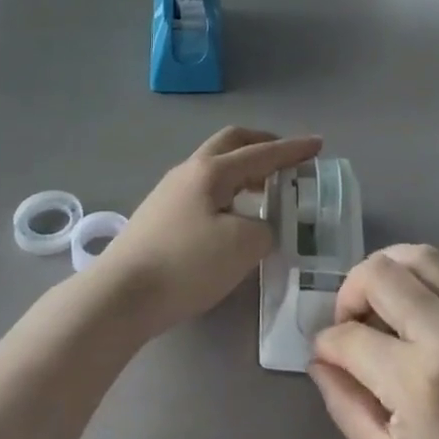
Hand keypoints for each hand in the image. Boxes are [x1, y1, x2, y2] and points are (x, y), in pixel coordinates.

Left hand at [99, 127, 320, 336]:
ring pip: (215, 167)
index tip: (318, 144)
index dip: (292, 150)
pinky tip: (232, 216)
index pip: (261, 153)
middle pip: (230, 143)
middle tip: (287, 159)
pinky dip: (227, 191)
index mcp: (212, 171)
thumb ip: (264, 229)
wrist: (121, 295)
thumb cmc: (186, 264)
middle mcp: (189, 170)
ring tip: (265, 191)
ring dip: (243, 170)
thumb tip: (259, 227)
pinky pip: (203, 189)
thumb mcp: (242, 247)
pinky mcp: (159, 215)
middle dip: (262, 145)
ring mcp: (169, 191)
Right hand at [309, 246, 438, 438]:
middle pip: (382, 272)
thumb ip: (346, 404)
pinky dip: (425, 292)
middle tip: (350, 323)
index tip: (326, 355)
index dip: (327, 343)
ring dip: (388, 273)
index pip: (351, 336)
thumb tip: (321, 359)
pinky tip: (424, 331)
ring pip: (422, 257)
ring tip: (381, 307)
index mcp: (421, 381)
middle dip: (351, 291)